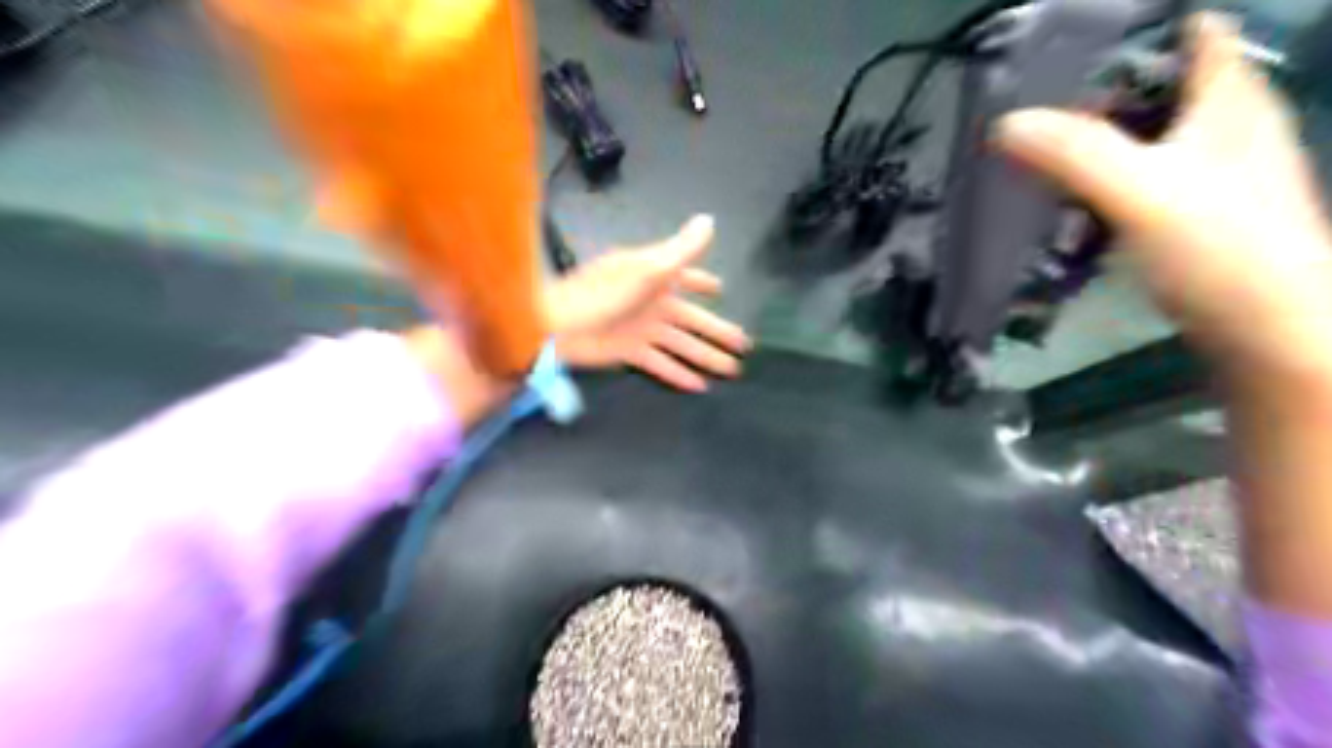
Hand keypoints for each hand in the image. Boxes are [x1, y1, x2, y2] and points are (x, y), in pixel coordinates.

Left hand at [542, 214, 745, 391]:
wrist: (558, 325)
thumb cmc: (602, 292)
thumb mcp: (646, 268)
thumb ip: (681, 250)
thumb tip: (709, 221)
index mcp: (655, 277)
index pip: (686, 277)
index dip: (703, 282)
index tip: (721, 290)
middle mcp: (651, 302)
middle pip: (692, 319)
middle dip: (717, 331)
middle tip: (744, 345)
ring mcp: (642, 329)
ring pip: (683, 345)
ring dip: (706, 356)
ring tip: (731, 370)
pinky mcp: (631, 352)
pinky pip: (662, 364)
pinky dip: (679, 374)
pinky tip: (700, 385)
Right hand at [993, 11, 1331, 380]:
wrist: (1273, 332)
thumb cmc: (1221, 249)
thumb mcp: (1141, 193)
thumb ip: (1076, 155)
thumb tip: (1004, 122)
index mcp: (1229, 103)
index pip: (1195, 36)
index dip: (1141, 30)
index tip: (1073, 44)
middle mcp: (1230, 129)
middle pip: (1166, 86)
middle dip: (1104, 87)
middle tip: (1038, 101)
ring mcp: (1216, 176)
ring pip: (1153, 136)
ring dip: (1101, 138)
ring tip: (1042, 146)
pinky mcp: (1199, 217)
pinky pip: (1147, 179)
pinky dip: (1110, 180)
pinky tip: (1075, 199)